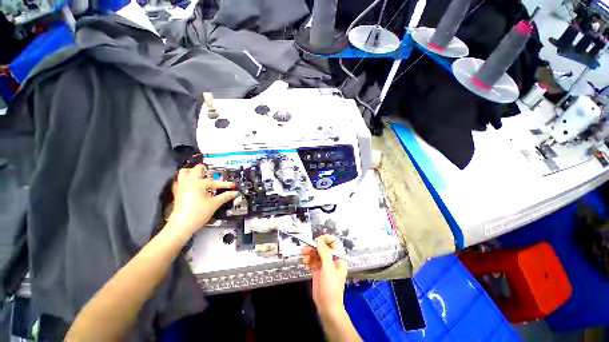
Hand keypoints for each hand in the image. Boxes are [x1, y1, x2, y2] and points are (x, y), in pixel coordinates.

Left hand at [169, 164, 237, 237]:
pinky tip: (195, 189)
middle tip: (211, 175)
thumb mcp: (215, 203)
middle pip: (192, 170)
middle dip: (201, 171)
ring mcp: (180, 189)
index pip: (214, 179)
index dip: (224, 182)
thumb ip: (225, 196)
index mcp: (196, 182)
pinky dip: (189, 184)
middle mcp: (186, 183)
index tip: (232, 185)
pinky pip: (181, 184)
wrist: (182, 225)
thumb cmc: (197, 213)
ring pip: (183, 176)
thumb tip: (234, 193)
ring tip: (202, 180)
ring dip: (193, 176)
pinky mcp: (178, 195)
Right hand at [301, 235, 347, 316]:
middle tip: (306, 247)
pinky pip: (312, 260)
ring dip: (309, 252)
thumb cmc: (331, 287)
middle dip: (314, 246)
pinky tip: (304, 262)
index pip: (334, 242)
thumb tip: (319, 239)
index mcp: (338, 257)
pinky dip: (308, 259)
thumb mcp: (328, 268)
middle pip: (323, 247)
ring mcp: (324, 264)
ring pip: (316, 253)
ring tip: (303, 255)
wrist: (327, 307)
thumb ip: (324, 252)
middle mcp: (332, 259)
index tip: (317, 240)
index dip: (326, 239)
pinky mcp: (318, 270)